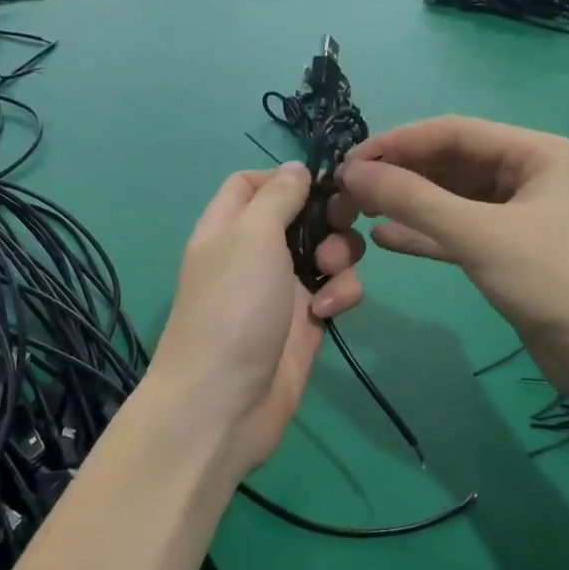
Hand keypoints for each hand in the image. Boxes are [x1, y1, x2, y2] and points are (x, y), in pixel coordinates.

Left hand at [151, 164, 365, 468]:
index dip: (284, 177)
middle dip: (328, 217)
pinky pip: (337, 291)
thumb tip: (296, 167)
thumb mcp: (251, 236)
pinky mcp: (308, 321)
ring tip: (328, 274)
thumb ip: (277, 196)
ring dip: (339, 256)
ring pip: (328, 252)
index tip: (318, 183)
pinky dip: (340, 295)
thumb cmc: (233, 307)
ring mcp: (283, 289)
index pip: (250, 184)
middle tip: (343, 222)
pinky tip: (326, 312)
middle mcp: (255, 253)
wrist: (225, 402)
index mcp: (229, 227)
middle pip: (301, 215)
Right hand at [335, 118, 568, 396]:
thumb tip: (353, 173)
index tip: (349, 161)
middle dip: (401, 175)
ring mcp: (520, 215)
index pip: (454, 132)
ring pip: (452, 199)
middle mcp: (529, 175)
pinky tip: (385, 238)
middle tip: (349, 191)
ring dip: (408, 204)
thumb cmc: (554, 282)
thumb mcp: (480, 235)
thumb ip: (414, 200)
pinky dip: (425, 234)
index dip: (398, 143)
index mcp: (537, 153)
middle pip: (452, 164)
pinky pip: (460, 232)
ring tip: (358, 211)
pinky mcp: (510, 252)